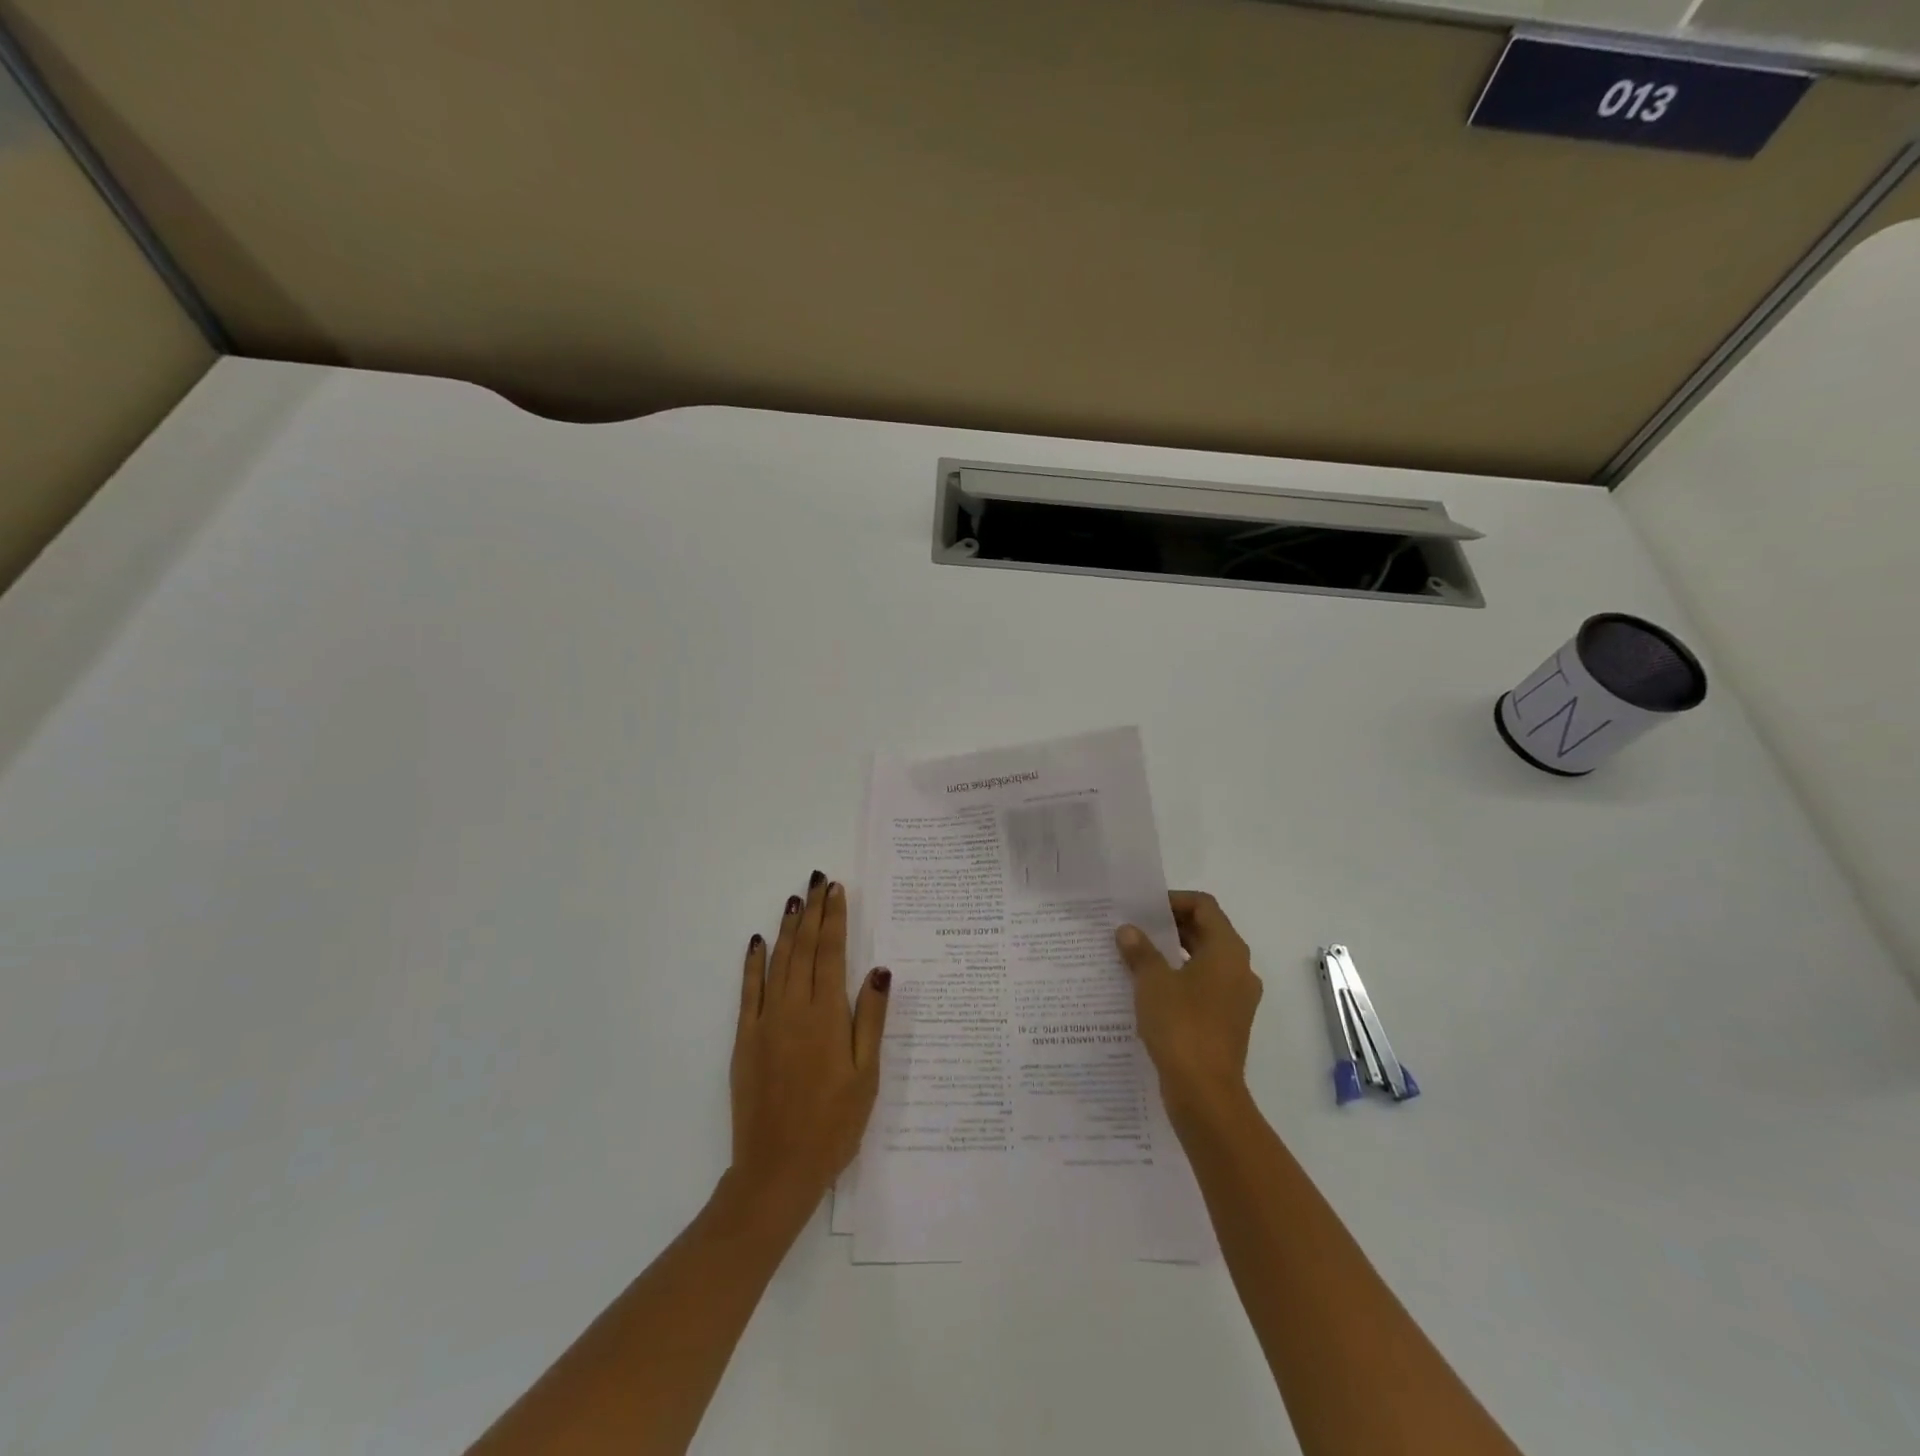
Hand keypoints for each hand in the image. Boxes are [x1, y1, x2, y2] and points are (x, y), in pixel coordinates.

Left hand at [728, 872, 890, 1222]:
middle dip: (812, 912)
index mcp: (827, 1016)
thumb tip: (880, 970)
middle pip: (803, 949)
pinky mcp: (745, 1039)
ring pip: (778, 962)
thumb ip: (871, 1019)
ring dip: (787, 928)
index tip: (836, 890)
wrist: (777, 1170)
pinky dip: (753, 963)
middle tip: (817, 880)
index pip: (830, 954)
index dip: (834, 919)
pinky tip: (758, 942)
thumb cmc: (833, 1125)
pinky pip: (748, 991)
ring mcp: (765, 1022)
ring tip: (795, 899)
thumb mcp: (866, 1075)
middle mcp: (794, 1009)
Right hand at [1115, 891, 1261, 1120]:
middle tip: (1135, 928)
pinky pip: (1204, 987)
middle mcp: (1239, 970)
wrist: (1205, 1093)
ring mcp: (1236, 998)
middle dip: (1170, 926)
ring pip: (1204, 961)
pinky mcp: (1227, 1022)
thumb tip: (1128, 931)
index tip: (1144, 909)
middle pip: (1207, 932)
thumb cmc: (1181, 1026)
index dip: (1174, 900)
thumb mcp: (1152, 982)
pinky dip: (1180, 980)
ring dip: (1173, 954)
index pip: (1204, 906)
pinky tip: (1149, 990)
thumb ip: (1140, 951)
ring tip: (1137, 956)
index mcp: (1227, 951)